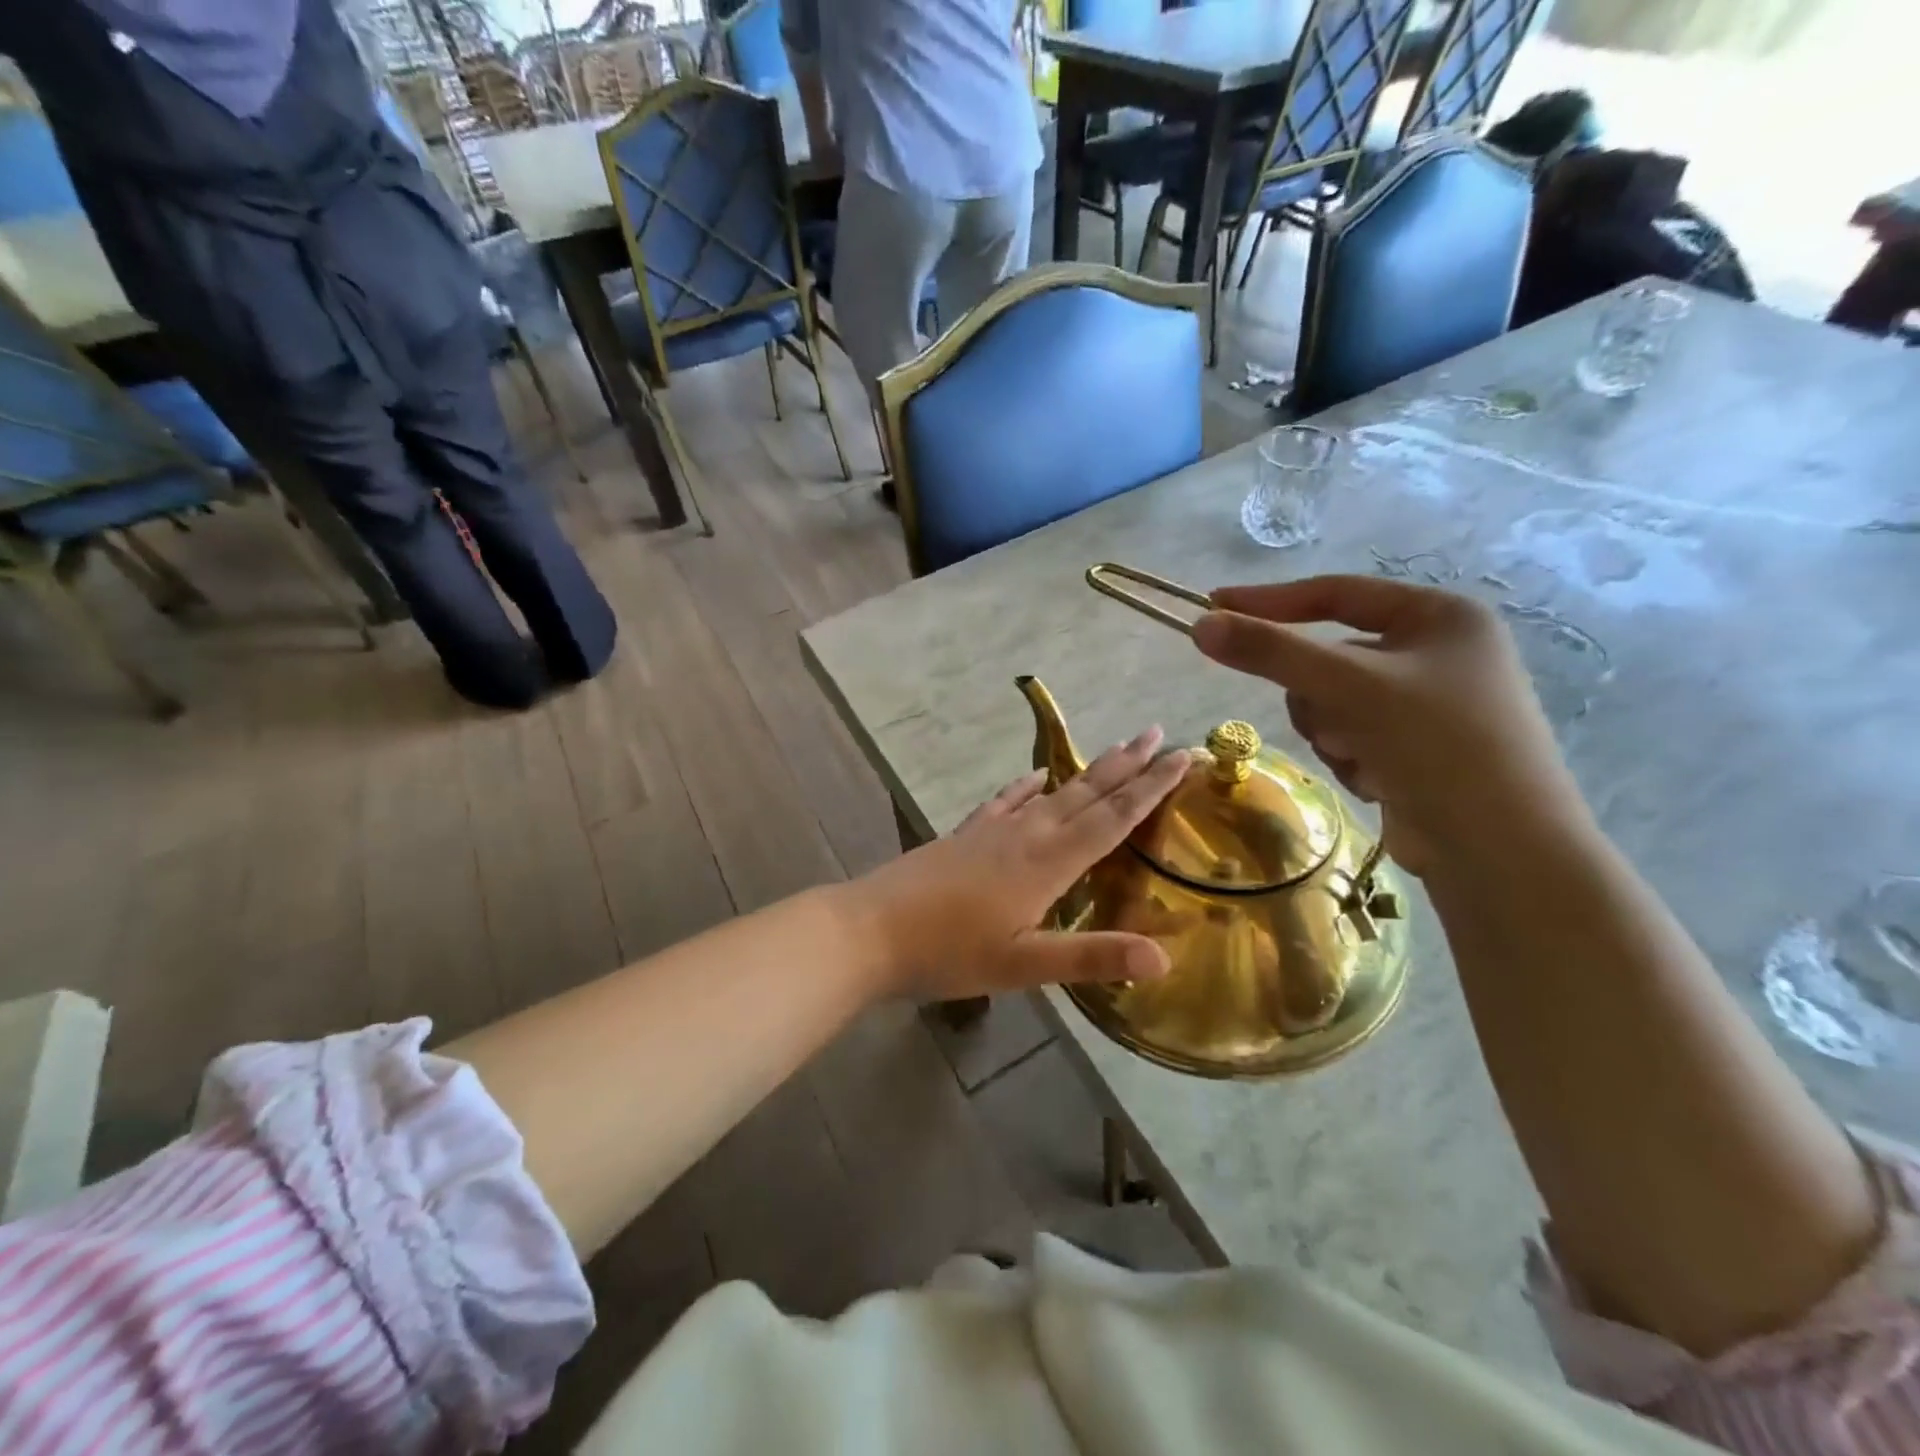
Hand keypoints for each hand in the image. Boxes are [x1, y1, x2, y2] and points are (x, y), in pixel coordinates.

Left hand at [850, 731, 1190, 1000]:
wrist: (870, 930)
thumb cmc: (948, 953)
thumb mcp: (1023, 965)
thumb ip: (1091, 957)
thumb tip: (1164, 956)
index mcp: (1047, 862)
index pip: (1111, 818)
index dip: (1150, 788)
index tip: (1182, 756)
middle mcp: (1026, 834)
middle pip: (1087, 793)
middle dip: (1128, 765)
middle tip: (1160, 733)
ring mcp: (992, 830)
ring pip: (1052, 792)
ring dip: (1088, 771)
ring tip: (1116, 749)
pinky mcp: (966, 835)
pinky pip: (1005, 800)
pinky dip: (1025, 786)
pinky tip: (1035, 777)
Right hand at [1192, 576, 1584, 872]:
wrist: (1501, 852)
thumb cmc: (1438, 746)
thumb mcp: (1349, 687)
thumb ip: (1271, 652)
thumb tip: (1200, 626)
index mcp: (1440, 616)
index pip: (1336, 593)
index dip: (1270, 601)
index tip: (1213, 606)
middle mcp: (1436, 653)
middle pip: (1329, 656)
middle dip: (1320, 694)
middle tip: (1334, 720)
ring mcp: (1428, 704)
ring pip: (1332, 701)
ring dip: (1333, 731)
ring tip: (1365, 757)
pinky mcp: (1416, 748)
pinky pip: (1351, 735)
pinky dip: (1351, 758)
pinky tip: (1380, 782)